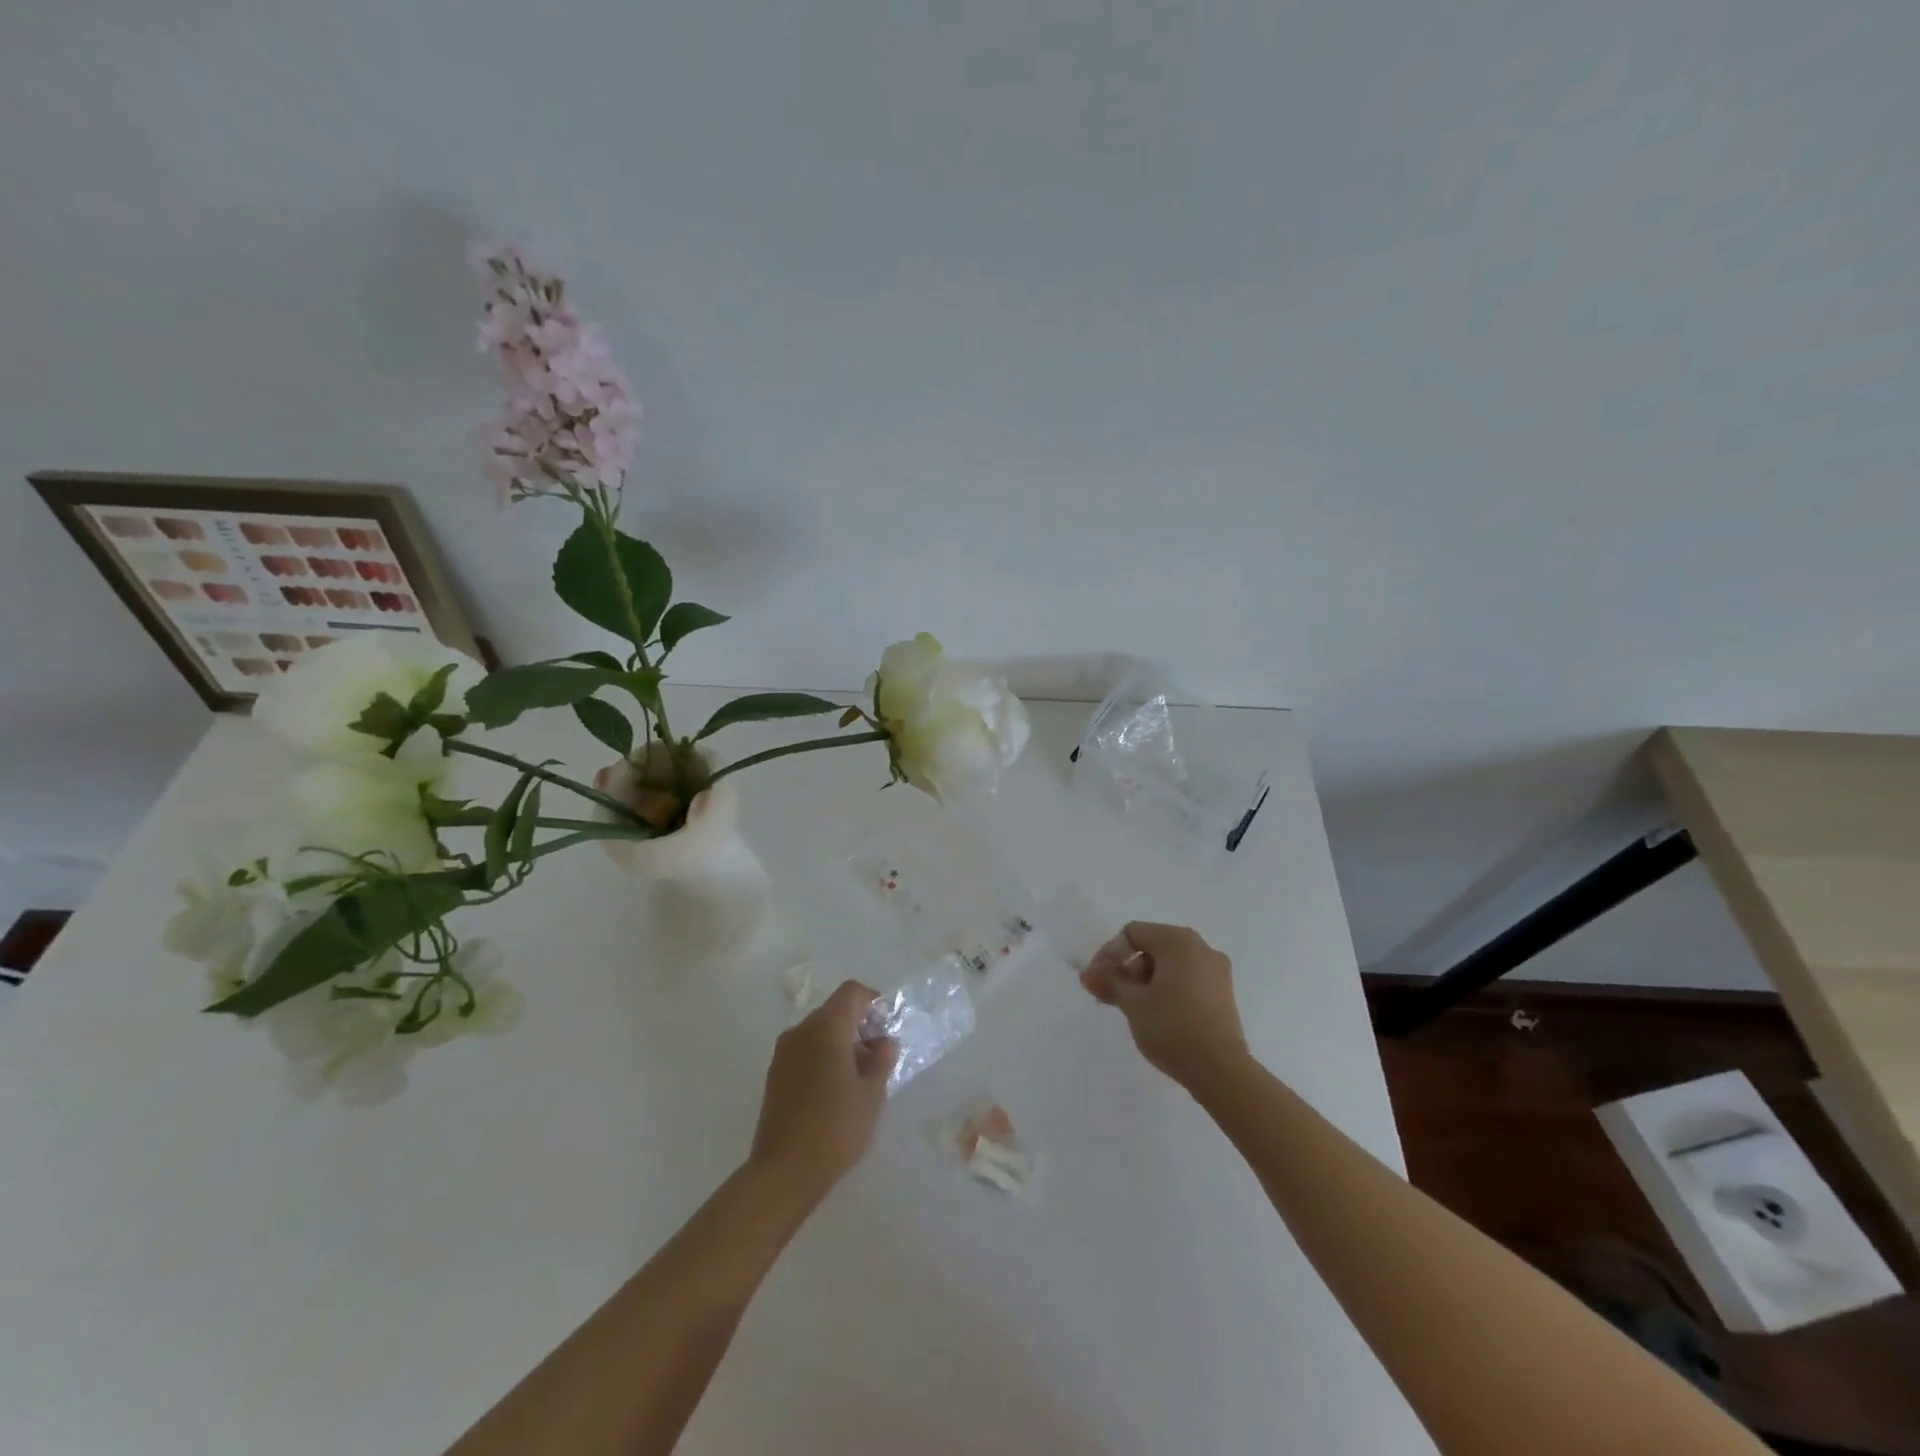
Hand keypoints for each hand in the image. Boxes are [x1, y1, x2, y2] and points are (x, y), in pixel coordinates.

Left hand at [748, 981, 898, 1208]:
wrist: (783, 1172)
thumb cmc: (836, 1127)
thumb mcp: (872, 1093)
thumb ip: (882, 1060)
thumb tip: (884, 1043)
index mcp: (826, 1027)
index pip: (852, 992)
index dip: (873, 1001)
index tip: (887, 1026)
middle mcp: (801, 1031)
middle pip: (834, 1010)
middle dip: (859, 1024)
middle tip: (878, 1055)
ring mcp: (783, 1053)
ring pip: (818, 1031)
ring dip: (841, 1042)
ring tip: (859, 1077)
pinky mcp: (774, 1075)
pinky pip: (805, 1050)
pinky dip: (823, 1056)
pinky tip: (835, 1089)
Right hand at [1081, 922, 1248, 1088]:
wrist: (1221, 1071)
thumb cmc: (1172, 1027)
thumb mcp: (1133, 1003)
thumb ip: (1109, 981)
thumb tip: (1088, 972)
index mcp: (1178, 941)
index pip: (1133, 933)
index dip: (1109, 954)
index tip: (1098, 981)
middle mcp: (1201, 947)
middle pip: (1152, 947)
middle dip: (1128, 969)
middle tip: (1113, 997)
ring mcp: (1217, 971)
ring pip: (1171, 965)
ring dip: (1146, 981)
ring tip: (1134, 1009)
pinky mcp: (1224, 994)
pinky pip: (1188, 980)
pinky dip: (1168, 990)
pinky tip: (1158, 1015)